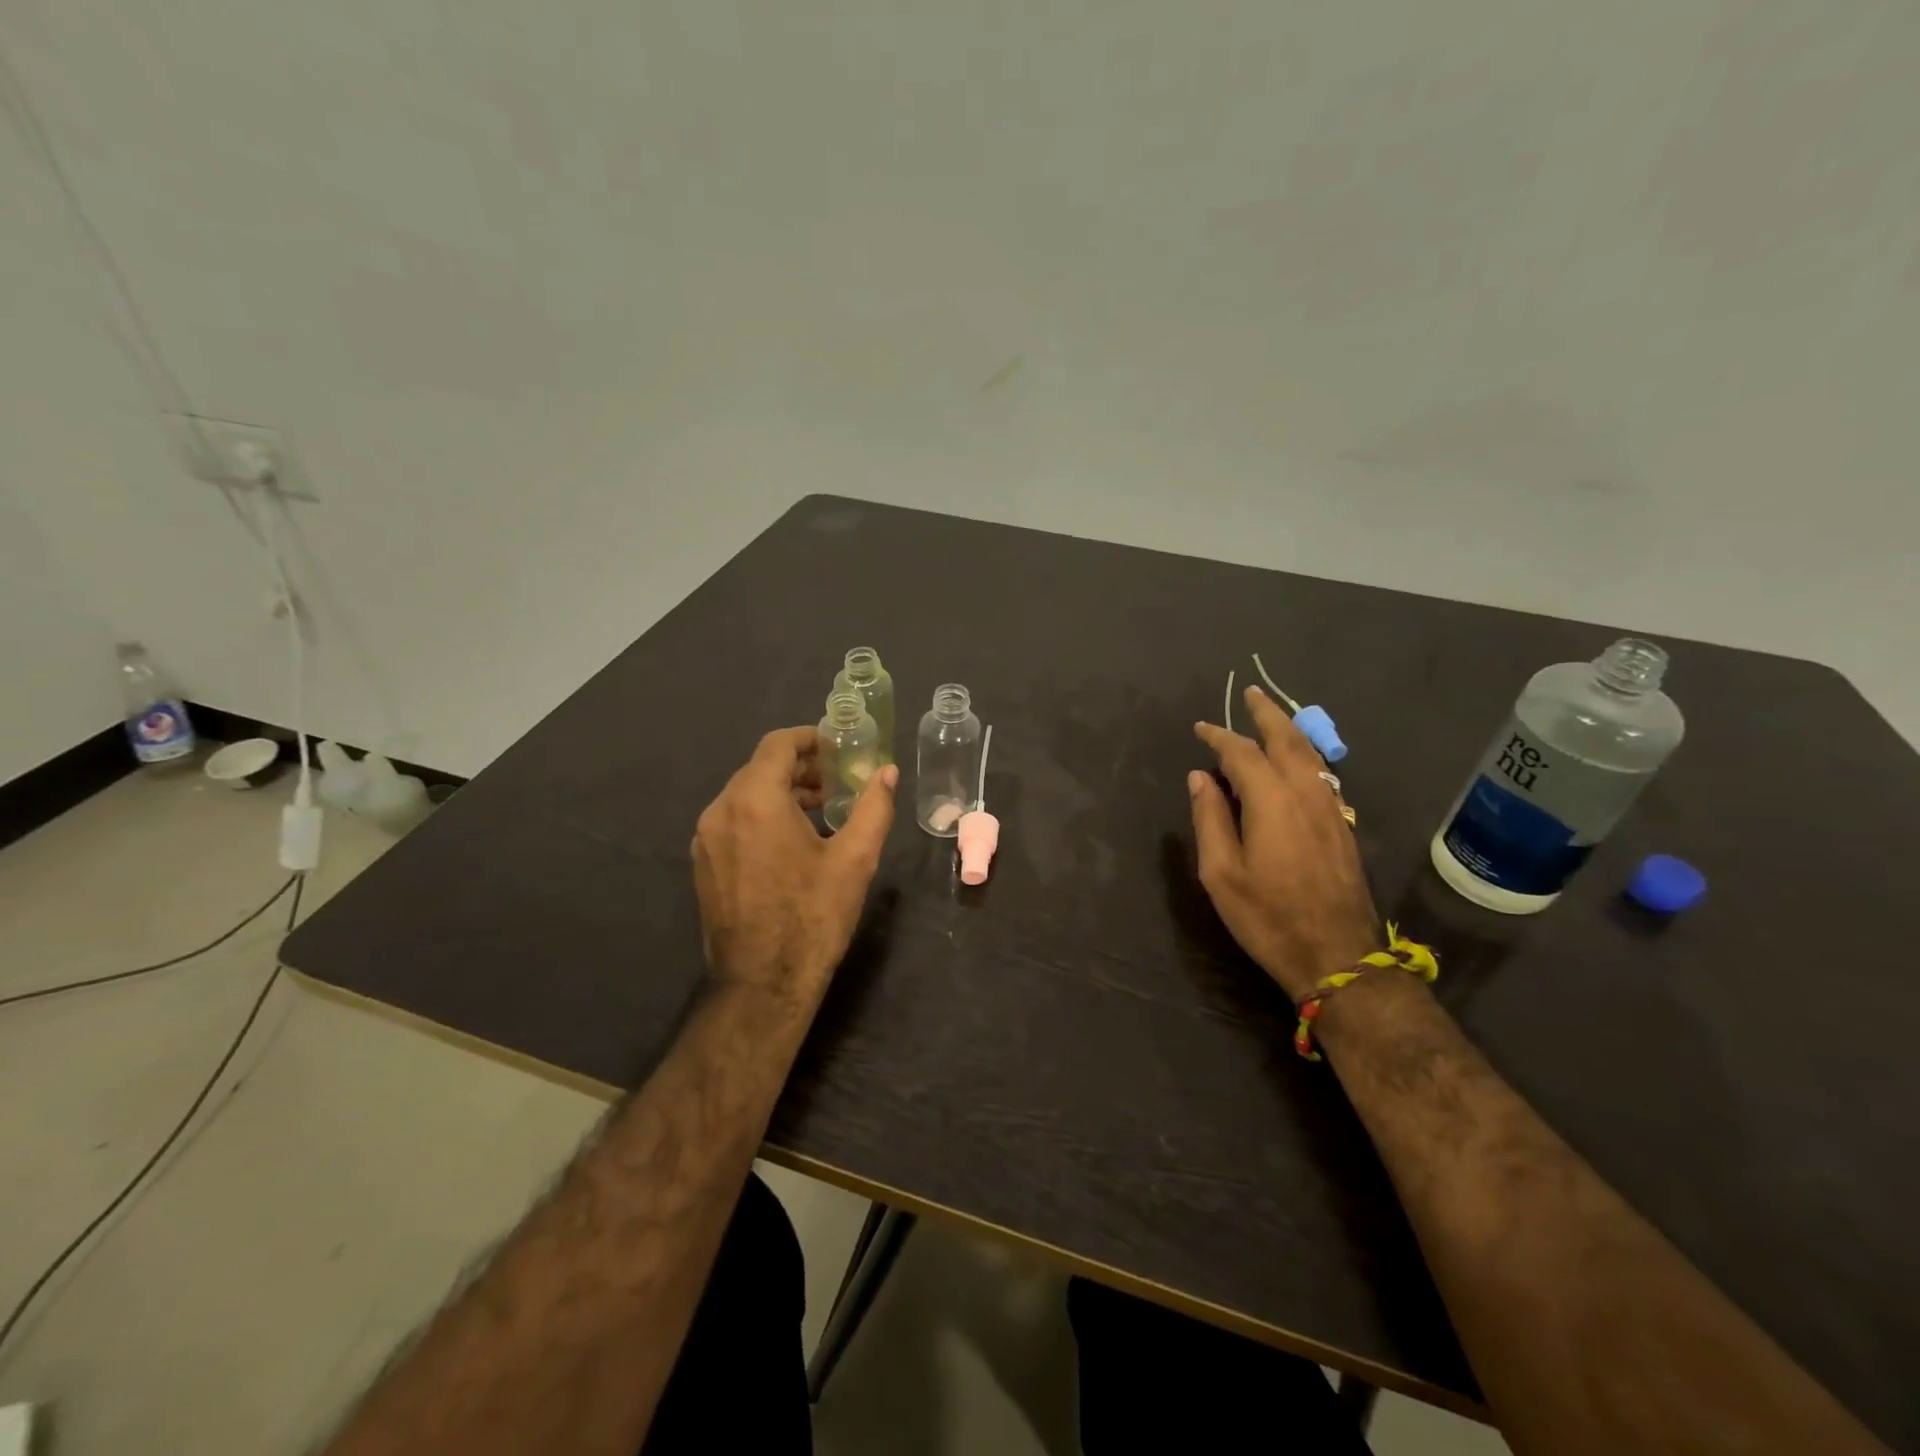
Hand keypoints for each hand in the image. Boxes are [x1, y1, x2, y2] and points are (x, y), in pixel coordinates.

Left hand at [692, 727, 898, 1001]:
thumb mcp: (855, 859)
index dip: (809, 739)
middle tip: (837, 783)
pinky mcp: (703, 863)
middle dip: (800, 768)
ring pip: (745, 794)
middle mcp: (721, 810)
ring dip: (782, 791)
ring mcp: (706, 838)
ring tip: (820, 811)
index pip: (777, 744)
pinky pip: (733, 820)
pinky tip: (791, 842)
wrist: (762, 984)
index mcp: (756, 801)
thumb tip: (888, 772)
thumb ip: (873, 807)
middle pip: (760, 768)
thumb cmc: (813, 917)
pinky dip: (762, 815)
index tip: (838, 749)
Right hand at [1189, 686, 1379, 1000]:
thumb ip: (1210, 818)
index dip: (1220, 736)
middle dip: (1267, 714)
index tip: (1201, 728)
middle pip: (1288, 740)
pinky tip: (1297, 761)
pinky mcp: (1342, 827)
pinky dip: (1305, 754)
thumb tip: (1201, 777)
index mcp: (1272, 801)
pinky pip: (1323, 774)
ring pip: (1312, 755)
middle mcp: (1306, 794)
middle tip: (1250, 694)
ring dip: (1290, 730)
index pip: (1242, 753)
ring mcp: (1331, 809)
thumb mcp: (1221, 873)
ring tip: (1273, 718)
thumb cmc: (1268, 917)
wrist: (1337, 957)